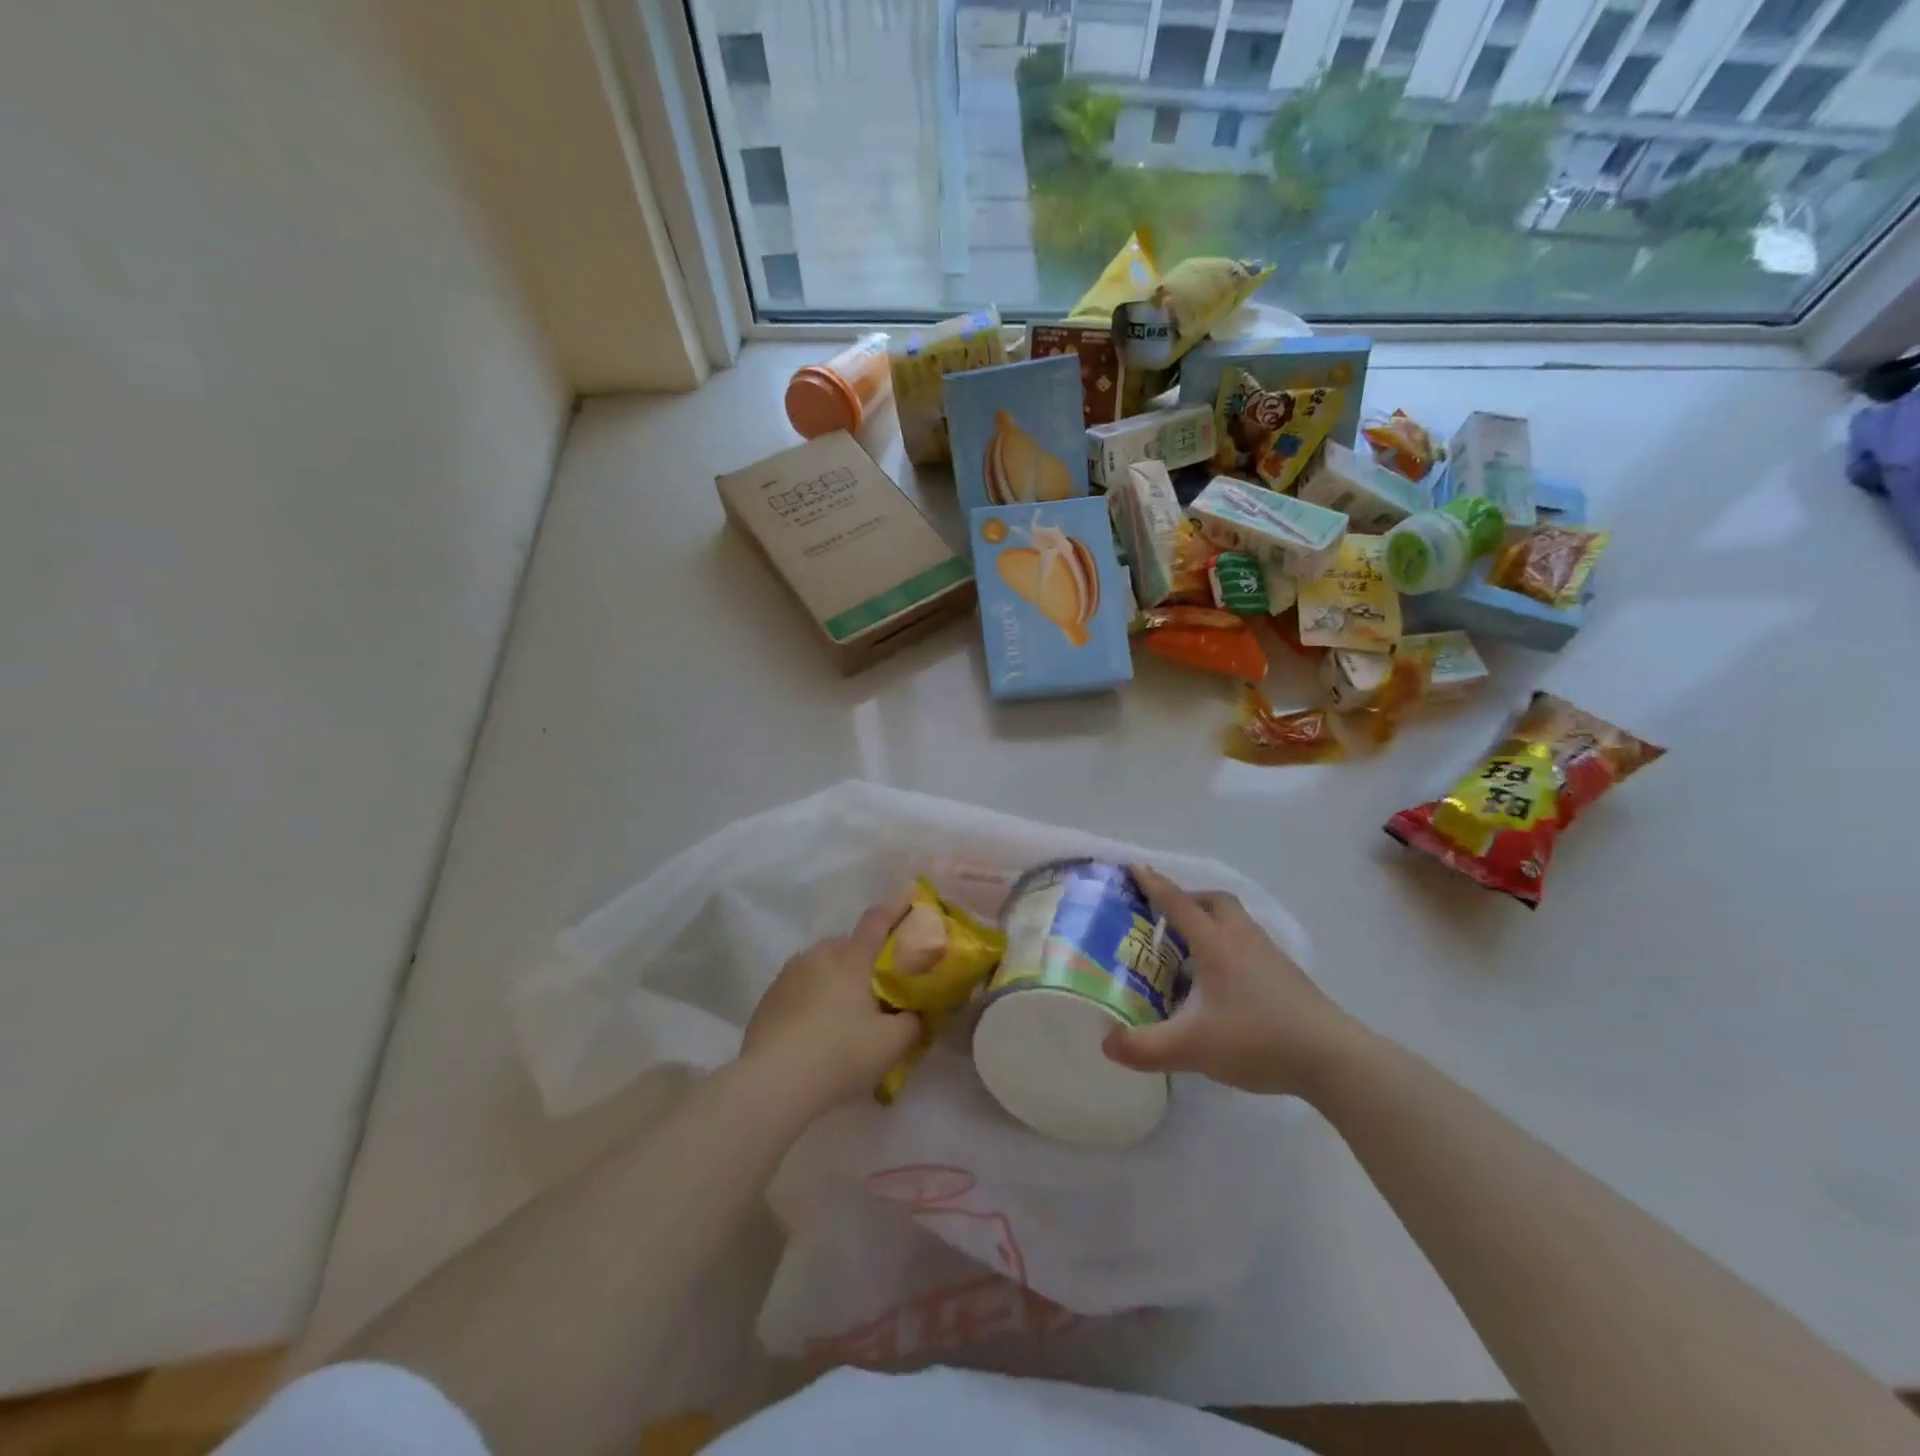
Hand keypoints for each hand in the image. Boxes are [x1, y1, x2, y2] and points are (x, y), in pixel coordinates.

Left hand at [741, 898, 922, 1115]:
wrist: (774, 1082)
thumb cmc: (841, 1054)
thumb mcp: (892, 1044)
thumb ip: (912, 1023)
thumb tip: (914, 1014)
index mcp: (852, 958)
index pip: (877, 921)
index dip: (895, 907)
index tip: (908, 896)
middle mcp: (819, 955)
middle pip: (847, 946)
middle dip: (862, 958)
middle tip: (875, 987)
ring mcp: (789, 974)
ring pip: (820, 965)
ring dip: (834, 978)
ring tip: (842, 1011)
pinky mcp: (768, 997)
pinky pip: (798, 987)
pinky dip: (810, 997)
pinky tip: (813, 1028)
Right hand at [1102, 865, 1361, 1098]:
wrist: (1332, 1058)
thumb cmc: (1257, 1039)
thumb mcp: (1191, 1048)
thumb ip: (1144, 1048)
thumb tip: (1106, 1044)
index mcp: (1215, 944)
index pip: (1178, 904)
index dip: (1153, 885)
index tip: (1134, 866)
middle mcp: (1241, 939)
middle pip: (1213, 902)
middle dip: (1187, 900)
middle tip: (1164, 917)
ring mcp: (1269, 955)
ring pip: (1234, 922)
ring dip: (1209, 922)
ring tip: (1189, 950)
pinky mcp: (1286, 975)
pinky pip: (1248, 944)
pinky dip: (1228, 947)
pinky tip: (1221, 981)